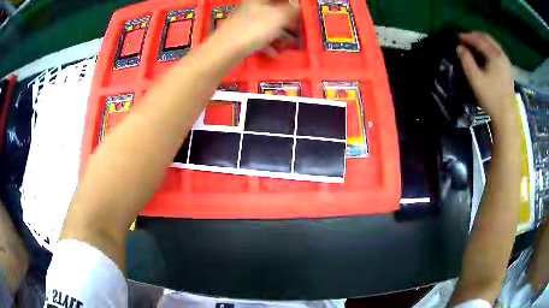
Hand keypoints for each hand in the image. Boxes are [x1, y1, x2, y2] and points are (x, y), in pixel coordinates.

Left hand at [217, 0, 299, 53]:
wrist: (226, 49)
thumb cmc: (255, 28)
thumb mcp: (279, 16)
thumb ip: (291, 9)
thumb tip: (298, 4)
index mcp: (259, 0)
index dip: (289, 3)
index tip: (298, 8)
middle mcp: (251, 8)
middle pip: (272, 9)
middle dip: (286, 18)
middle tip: (297, 26)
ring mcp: (245, 22)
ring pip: (266, 24)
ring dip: (280, 32)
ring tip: (291, 42)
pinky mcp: (241, 36)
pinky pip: (258, 37)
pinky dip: (268, 44)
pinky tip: (276, 53)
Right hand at [457, 32, 516, 127]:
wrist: (506, 117)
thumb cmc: (491, 97)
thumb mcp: (475, 79)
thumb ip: (466, 61)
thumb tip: (459, 48)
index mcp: (495, 55)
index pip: (479, 40)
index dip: (467, 37)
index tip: (457, 38)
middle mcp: (502, 55)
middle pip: (487, 38)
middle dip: (475, 36)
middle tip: (465, 40)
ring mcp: (506, 62)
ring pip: (492, 44)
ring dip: (482, 42)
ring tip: (473, 46)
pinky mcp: (507, 70)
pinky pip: (496, 52)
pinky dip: (488, 49)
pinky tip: (483, 55)